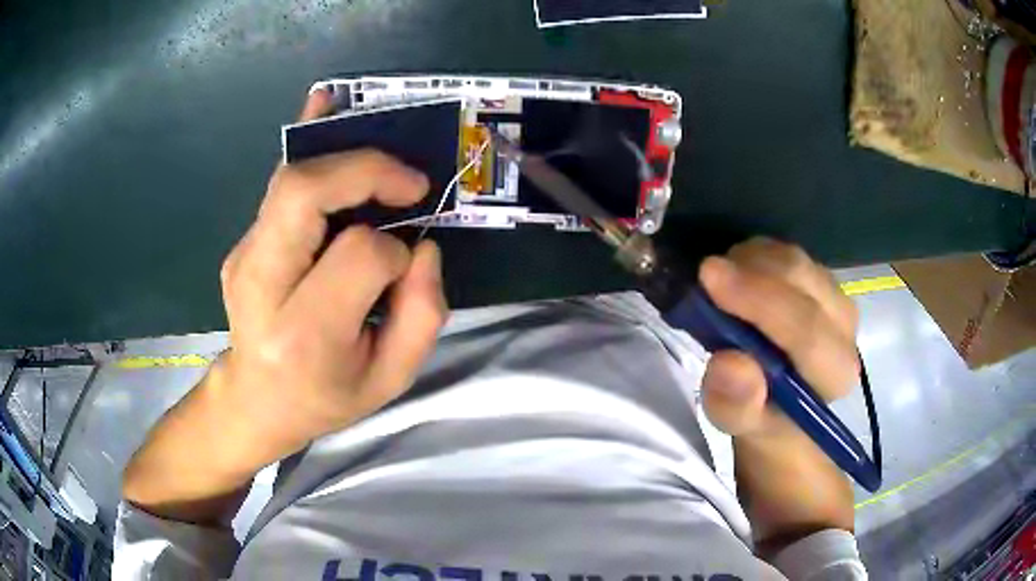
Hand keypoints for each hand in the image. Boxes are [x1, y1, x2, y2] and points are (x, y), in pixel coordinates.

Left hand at [123, 90, 447, 524]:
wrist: (255, 401)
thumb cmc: (325, 397)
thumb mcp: (390, 381)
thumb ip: (422, 315)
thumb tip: (422, 245)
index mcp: (304, 333)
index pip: (359, 255)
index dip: (394, 250)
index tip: (404, 265)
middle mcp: (263, 286)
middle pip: (303, 194)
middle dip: (364, 170)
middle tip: (407, 182)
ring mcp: (245, 258)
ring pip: (289, 179)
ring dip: (340, 150)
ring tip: (379, 132)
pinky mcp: (244, 243)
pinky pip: (278, 184)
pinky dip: (304, 141)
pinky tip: (321, 105)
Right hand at [697, 238, 859, 552]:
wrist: (783, 403)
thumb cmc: (763, 418)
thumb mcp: (742, 426)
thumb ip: (737, 404)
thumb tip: (729, 363)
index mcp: (836, 371)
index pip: (806, 329)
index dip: (759, 300)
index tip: (708, 276)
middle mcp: (846, 328)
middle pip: (802, 280)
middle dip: (750, 271)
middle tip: (705, 277)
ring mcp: (836, 297)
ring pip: (794, 258)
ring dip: (750, 261)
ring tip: (720, 284)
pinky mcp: (822, 280)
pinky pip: (788, 252)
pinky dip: (756, 256)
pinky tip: (739, 276)